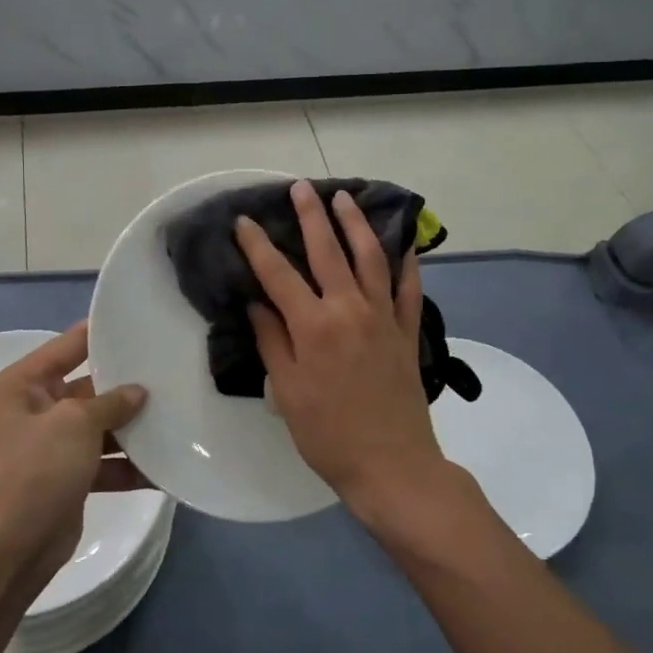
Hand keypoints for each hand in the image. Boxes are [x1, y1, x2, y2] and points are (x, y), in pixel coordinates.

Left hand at [0, 322, 148, 589]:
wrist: (10, 548)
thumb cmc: (35, 470)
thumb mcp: (74, 423)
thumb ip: (110, 402)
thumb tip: (137, 392)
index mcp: (23, 384)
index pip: (68, 346)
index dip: (101, 334)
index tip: (140, 322)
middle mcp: (35, 409)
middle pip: (89, 387)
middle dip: (126, 386)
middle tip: (171, 373)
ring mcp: (51, 446)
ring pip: (100, 426)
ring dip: (133, 428)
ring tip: (177, 416)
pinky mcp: (67, 478)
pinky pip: (104, 462)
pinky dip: (129, 465)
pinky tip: (165, 466)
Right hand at [235, 180, 450, 519]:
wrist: (391, 464)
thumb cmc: (328, 434)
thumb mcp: (286, 391)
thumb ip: (272, 340)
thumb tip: (257, 302)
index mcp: (313, 326)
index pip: (278, 274)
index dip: (258, 245)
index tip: (244, 221)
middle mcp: (349, 309)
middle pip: (327, 251)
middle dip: (311, 216)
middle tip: (300, 188)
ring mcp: (383, 317)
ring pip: (370, 257)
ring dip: (356, 224)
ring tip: (344, 199)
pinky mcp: (406, 330)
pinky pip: (408, 287)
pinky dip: (406, 262)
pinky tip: (403, 242)